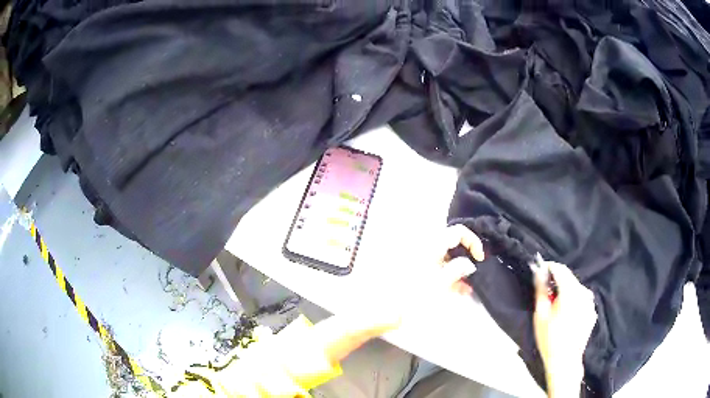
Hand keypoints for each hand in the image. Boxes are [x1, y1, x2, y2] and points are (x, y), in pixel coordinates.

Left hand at [325, 225, 484, 360]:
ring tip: (467, 287)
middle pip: (450, 244)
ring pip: (443, 258)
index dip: (472, 241)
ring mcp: (416, 260)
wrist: (375, 311)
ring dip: (457, 269)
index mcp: (429, 246)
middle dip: (465, 257)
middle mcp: (422, 248)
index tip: (479, 259)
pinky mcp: (412, 272)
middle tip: (474, 274)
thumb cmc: (407, 298)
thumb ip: (455, 271)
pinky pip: (434, 268)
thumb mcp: (436, 285)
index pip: (457, 231)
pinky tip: (456, 290)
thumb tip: (470, 263)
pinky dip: (446, 276)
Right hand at [533, 261, 596, 397]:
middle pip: (570, 279)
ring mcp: (590, 303)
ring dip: (566, 291)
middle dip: (557, 281)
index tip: (540, 270)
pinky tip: (566, 315)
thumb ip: (541, 290)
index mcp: (571, 292)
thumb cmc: (549, 339)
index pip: (561, 269)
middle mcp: (584, 293)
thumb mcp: (540, 315)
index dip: (549, 267)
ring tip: (555, 306)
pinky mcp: (592, 312)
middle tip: (545, 292)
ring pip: (576, 289)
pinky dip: (573, 301)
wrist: (565, 361)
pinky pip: (582, 300)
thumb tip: (540, 272)